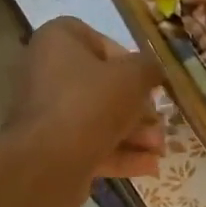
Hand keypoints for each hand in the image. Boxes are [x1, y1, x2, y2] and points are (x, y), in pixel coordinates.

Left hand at [6, 18, 165, 181]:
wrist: (50, 160)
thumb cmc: (92, 103)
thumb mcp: (134, 77)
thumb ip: (149, 68)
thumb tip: (153, 70)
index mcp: (58, 42)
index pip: (97, 41)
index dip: (128, 61)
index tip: (146, 81)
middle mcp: (46, 72)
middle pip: (102, 86)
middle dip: (138, 108)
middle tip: (159, 122)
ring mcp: (47, 112)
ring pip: (99, 118)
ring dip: (134, 133)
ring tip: (159, 149)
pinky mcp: (51, 146)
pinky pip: (90, 144)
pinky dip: (119, 153)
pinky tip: (149, 165)